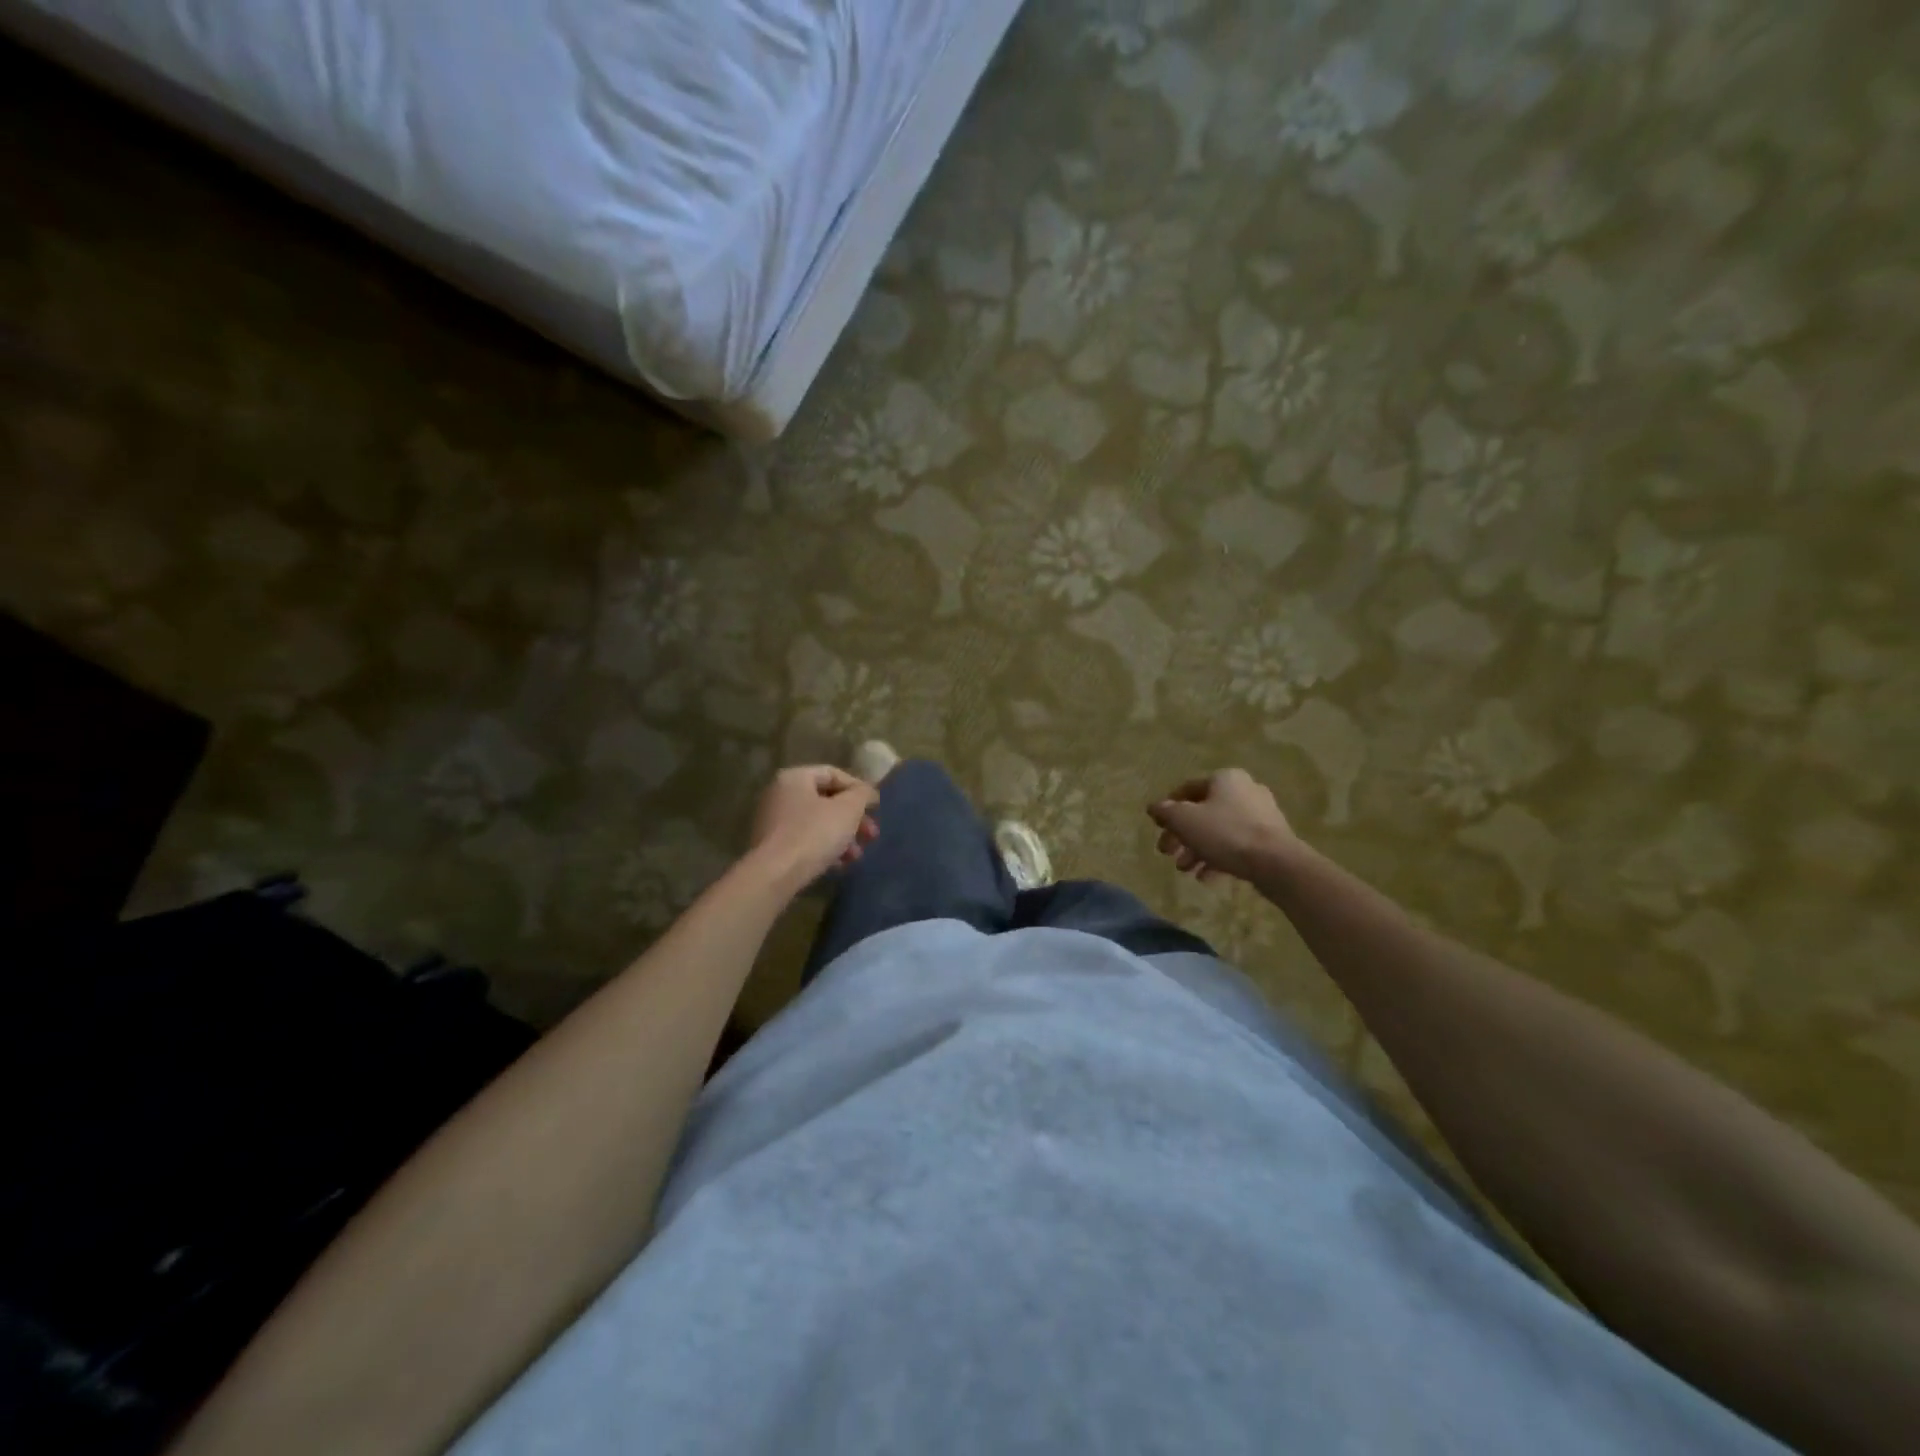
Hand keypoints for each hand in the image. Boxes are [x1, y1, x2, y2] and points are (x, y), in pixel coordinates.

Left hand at [748, 765, 879, 890]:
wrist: (776, 874)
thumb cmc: (814, 833)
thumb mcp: (848, 809)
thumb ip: (862, 794)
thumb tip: (867, 792)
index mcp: (794, 778)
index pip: (833, 774)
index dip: (858, 789)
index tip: (875, 808)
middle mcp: (779, 795)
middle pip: (826, 800)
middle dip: (853, 818)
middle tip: (871, 835)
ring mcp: (773, 822)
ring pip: (817, 823)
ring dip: (842, 836)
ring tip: (856, 856)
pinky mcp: (772, 847)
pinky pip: (805, 840)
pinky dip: (824, 848)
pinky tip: (839, 865)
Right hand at [1147, 769, 1296, 883]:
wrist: (1276, 863)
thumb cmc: (1225, 833)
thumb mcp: (1185, 820)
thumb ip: (1166, 812)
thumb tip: (1154, 807)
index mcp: (1225, 779)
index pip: (1187, 789)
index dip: (1168, 808)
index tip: (1158, 828)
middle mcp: (1245, 790)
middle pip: (1203, 812)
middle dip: (1182, 835)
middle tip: (1167, 853)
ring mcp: (1261, 815)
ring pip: (1219, 831)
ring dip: (1197, 850)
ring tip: (1185, 870)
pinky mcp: (1271, 839)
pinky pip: (1237, 845)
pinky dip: (1219, 858)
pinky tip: (1206, 877)